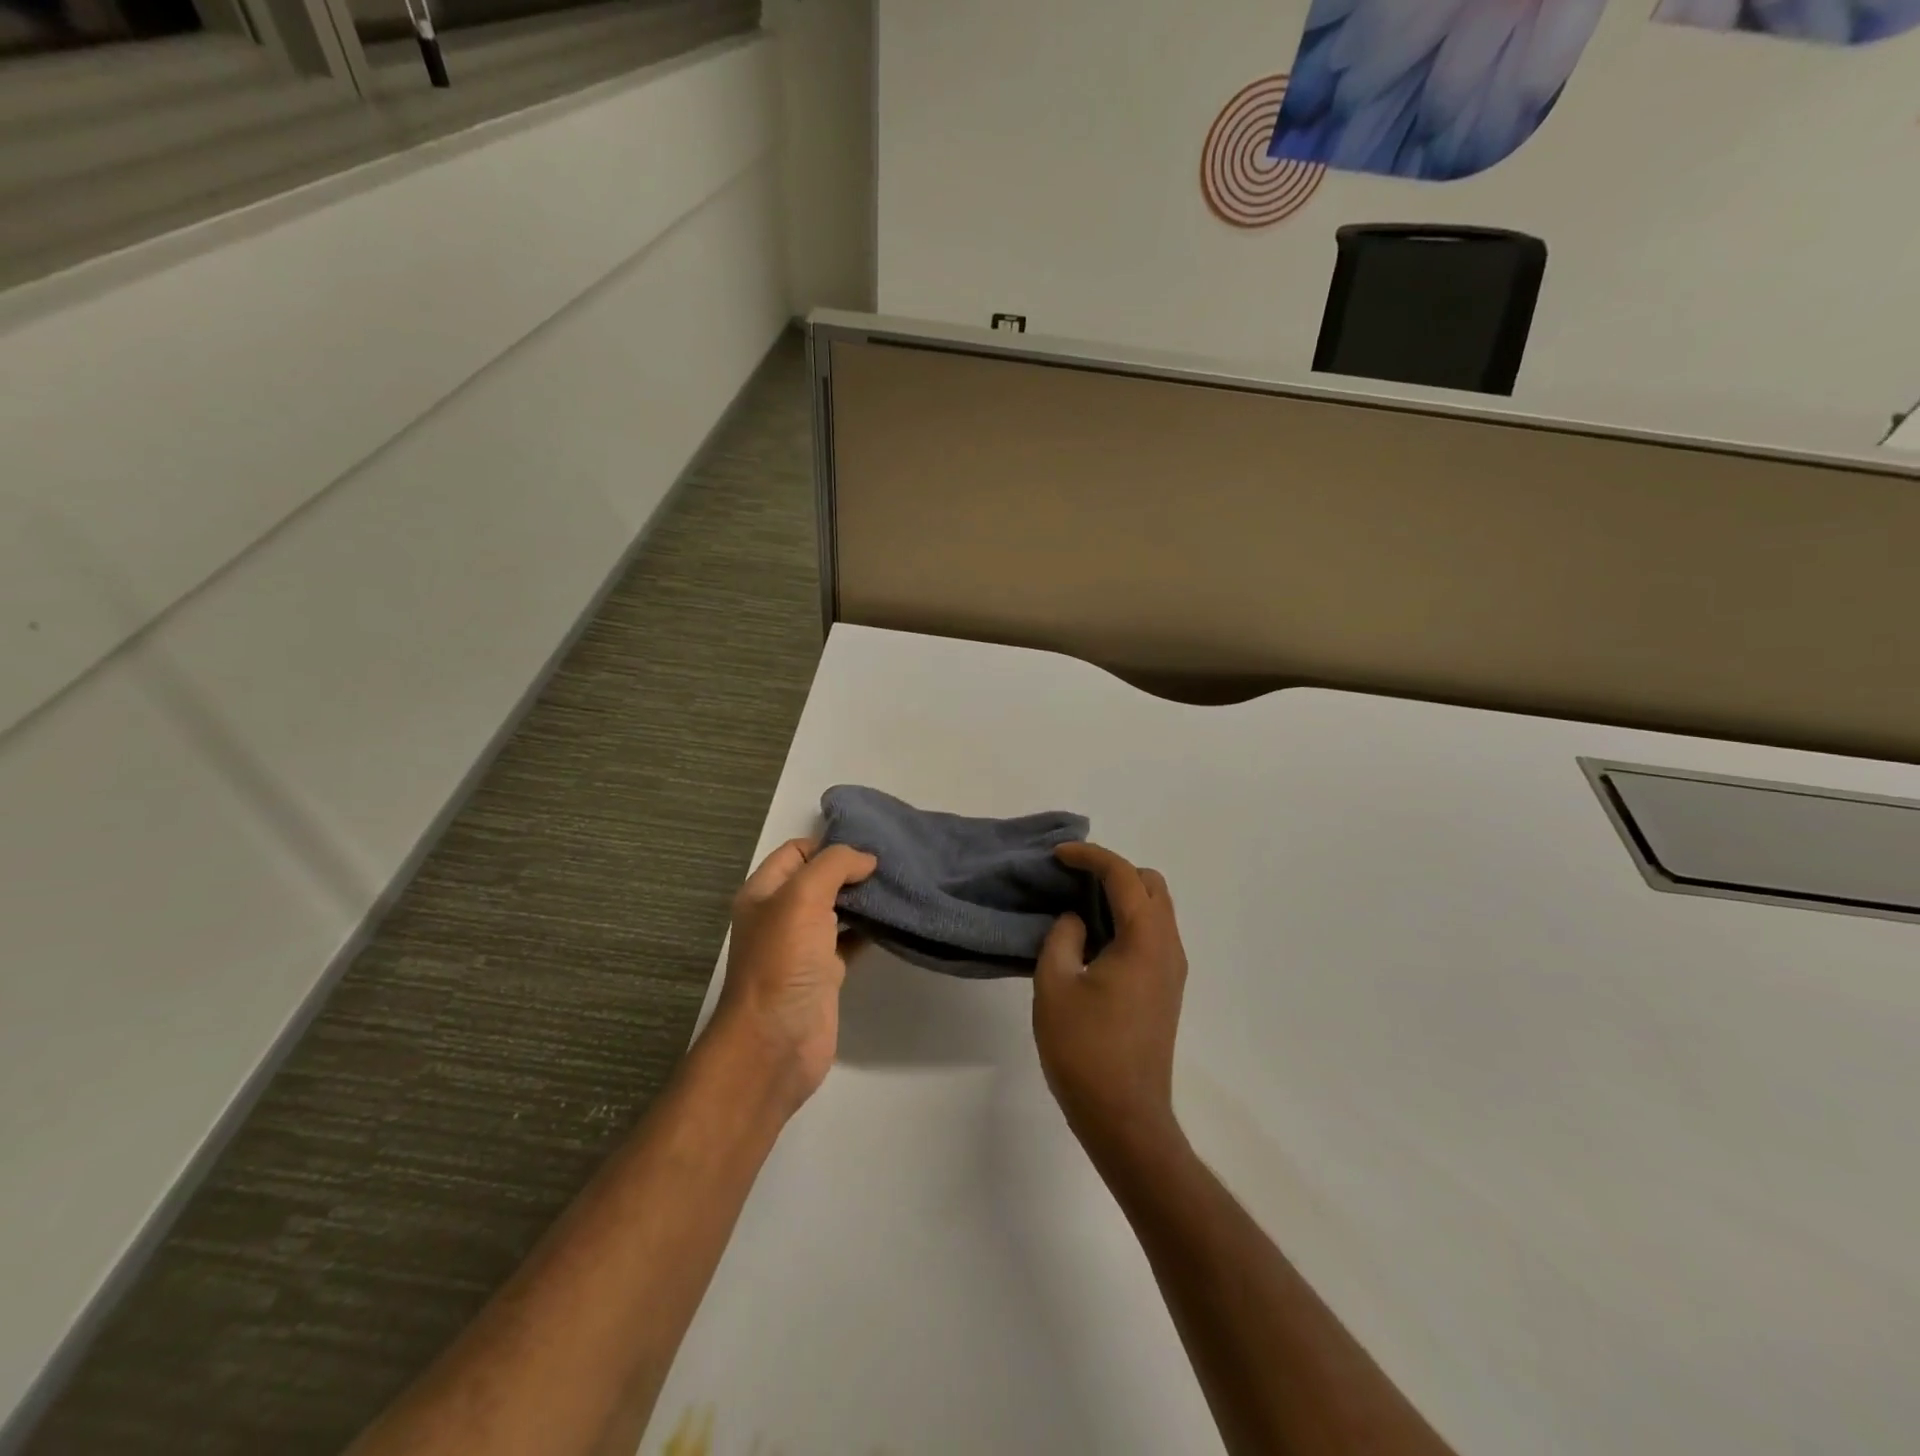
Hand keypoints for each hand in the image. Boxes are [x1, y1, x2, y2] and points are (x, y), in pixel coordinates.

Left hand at [709, 837, 876, 1113]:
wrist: (776, 1043)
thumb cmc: (783, 963)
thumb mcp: (802, 898)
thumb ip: (834, 866)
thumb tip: (866, 859)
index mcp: (764, 892)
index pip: (797, 850)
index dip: (830, 844)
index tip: (869, 846)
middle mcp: (781, 914)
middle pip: (820, 878)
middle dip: (853, 869)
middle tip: (894, 863)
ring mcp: (802, 946)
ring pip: (838, 909)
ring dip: (865, 898)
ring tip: (900, 885)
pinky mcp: (824, 972)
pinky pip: (850, 939)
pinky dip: (870, 929)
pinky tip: (894, 921)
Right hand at [1033, 843, 1189, 1166]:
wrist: (1124, 1117)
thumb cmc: (1085, 1050)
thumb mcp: (1055, 985)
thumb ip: (1062, 938)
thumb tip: (1076, 921)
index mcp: (1145, 939)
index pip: (1123, 876)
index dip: (1089, 856)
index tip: (1057, 855)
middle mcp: (1168, 947)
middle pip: (1150, 885)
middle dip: (1112, 870)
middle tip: (1071, 878)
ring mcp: (1171, 970)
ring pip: (1155, 910)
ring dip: (1121, 895)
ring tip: (1077, 902)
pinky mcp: (1165, 990)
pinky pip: (1151, 934)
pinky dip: (1126, 920)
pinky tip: (1092, 936)